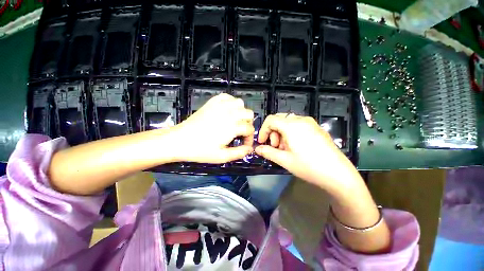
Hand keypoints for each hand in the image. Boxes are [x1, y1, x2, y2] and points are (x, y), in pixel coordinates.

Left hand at [174, 93, 254, 162]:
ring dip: (241, 112)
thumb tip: (250, 149)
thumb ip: (239, 153)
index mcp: (232, 127)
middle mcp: (229, 114)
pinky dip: (231, 102)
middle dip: (248, 123)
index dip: (249, 138)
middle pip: (249, 113)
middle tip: (240, 131)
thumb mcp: (222, 157)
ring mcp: (220, 106)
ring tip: (235, 120)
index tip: (244, 143)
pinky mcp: (212, 102)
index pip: (250, 129)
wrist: (180, 140)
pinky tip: (227, 111)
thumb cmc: (200, 150)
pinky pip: (227, 97)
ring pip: (240, 103)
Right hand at [255, 113, 358, 191]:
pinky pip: (298, 125)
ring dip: (281, 134)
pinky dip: (291, 133)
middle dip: (273, 133)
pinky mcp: (316, 128)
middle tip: (275, 147)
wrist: (339, 174)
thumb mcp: (284, 160)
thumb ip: (268, 152)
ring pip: (288, 122)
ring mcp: (311, 123)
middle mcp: (301, 120)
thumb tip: (257, 149)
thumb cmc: (309, 167)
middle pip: (279, 120)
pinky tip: (296, 147)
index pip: (271, 120)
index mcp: (292, 125)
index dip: (263, 130)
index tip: (262, 142)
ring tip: (285, 149)